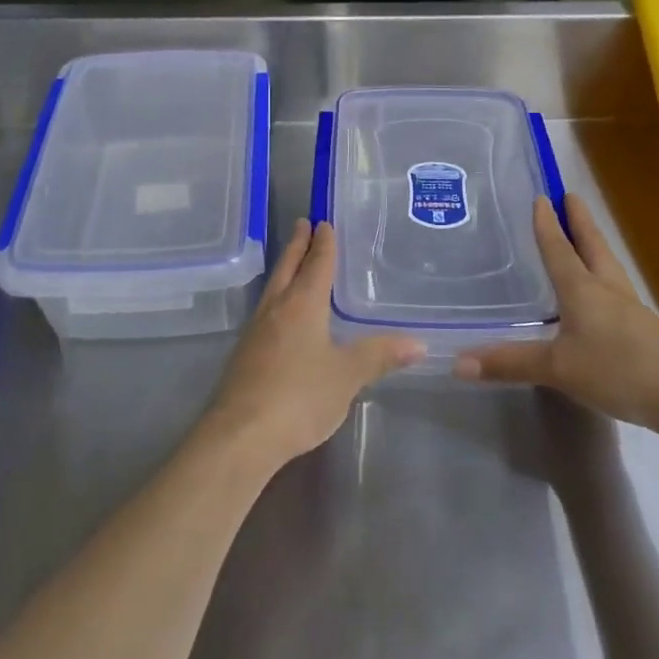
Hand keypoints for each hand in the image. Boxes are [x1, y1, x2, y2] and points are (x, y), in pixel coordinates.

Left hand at [207, 219, 422, 468]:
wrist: (240, 435)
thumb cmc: (299, 396)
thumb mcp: (347, 376)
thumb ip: (379, 356)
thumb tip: (418, 343)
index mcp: (302, 305)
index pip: (316, 265)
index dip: (323, 244)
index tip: (323, 223)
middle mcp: (275, 310)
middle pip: (287, 269)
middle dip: (297, 246)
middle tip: (303, 224)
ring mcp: (255, 333)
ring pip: (272, 290)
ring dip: (285, 271)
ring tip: (293, 263)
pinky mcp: (244, 356)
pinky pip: (265, 313)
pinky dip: (277, 300)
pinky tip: (281, 315)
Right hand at [454, 194, 658, 443]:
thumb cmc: (618, 370)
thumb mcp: (558, 369)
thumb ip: (510, 363)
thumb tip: (457, 362)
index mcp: (583, 290)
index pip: (560, 250)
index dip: (548, 225)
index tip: (542, 197)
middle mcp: (608, 291)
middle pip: (592, 247)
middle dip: (580, 222)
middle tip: (570, 196)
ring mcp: (630, 310)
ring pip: (608, 267)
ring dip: (594, 247)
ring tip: (584, 238)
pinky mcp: (645, 330)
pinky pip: (616, 293)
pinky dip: (602, 279)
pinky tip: (599, 296)